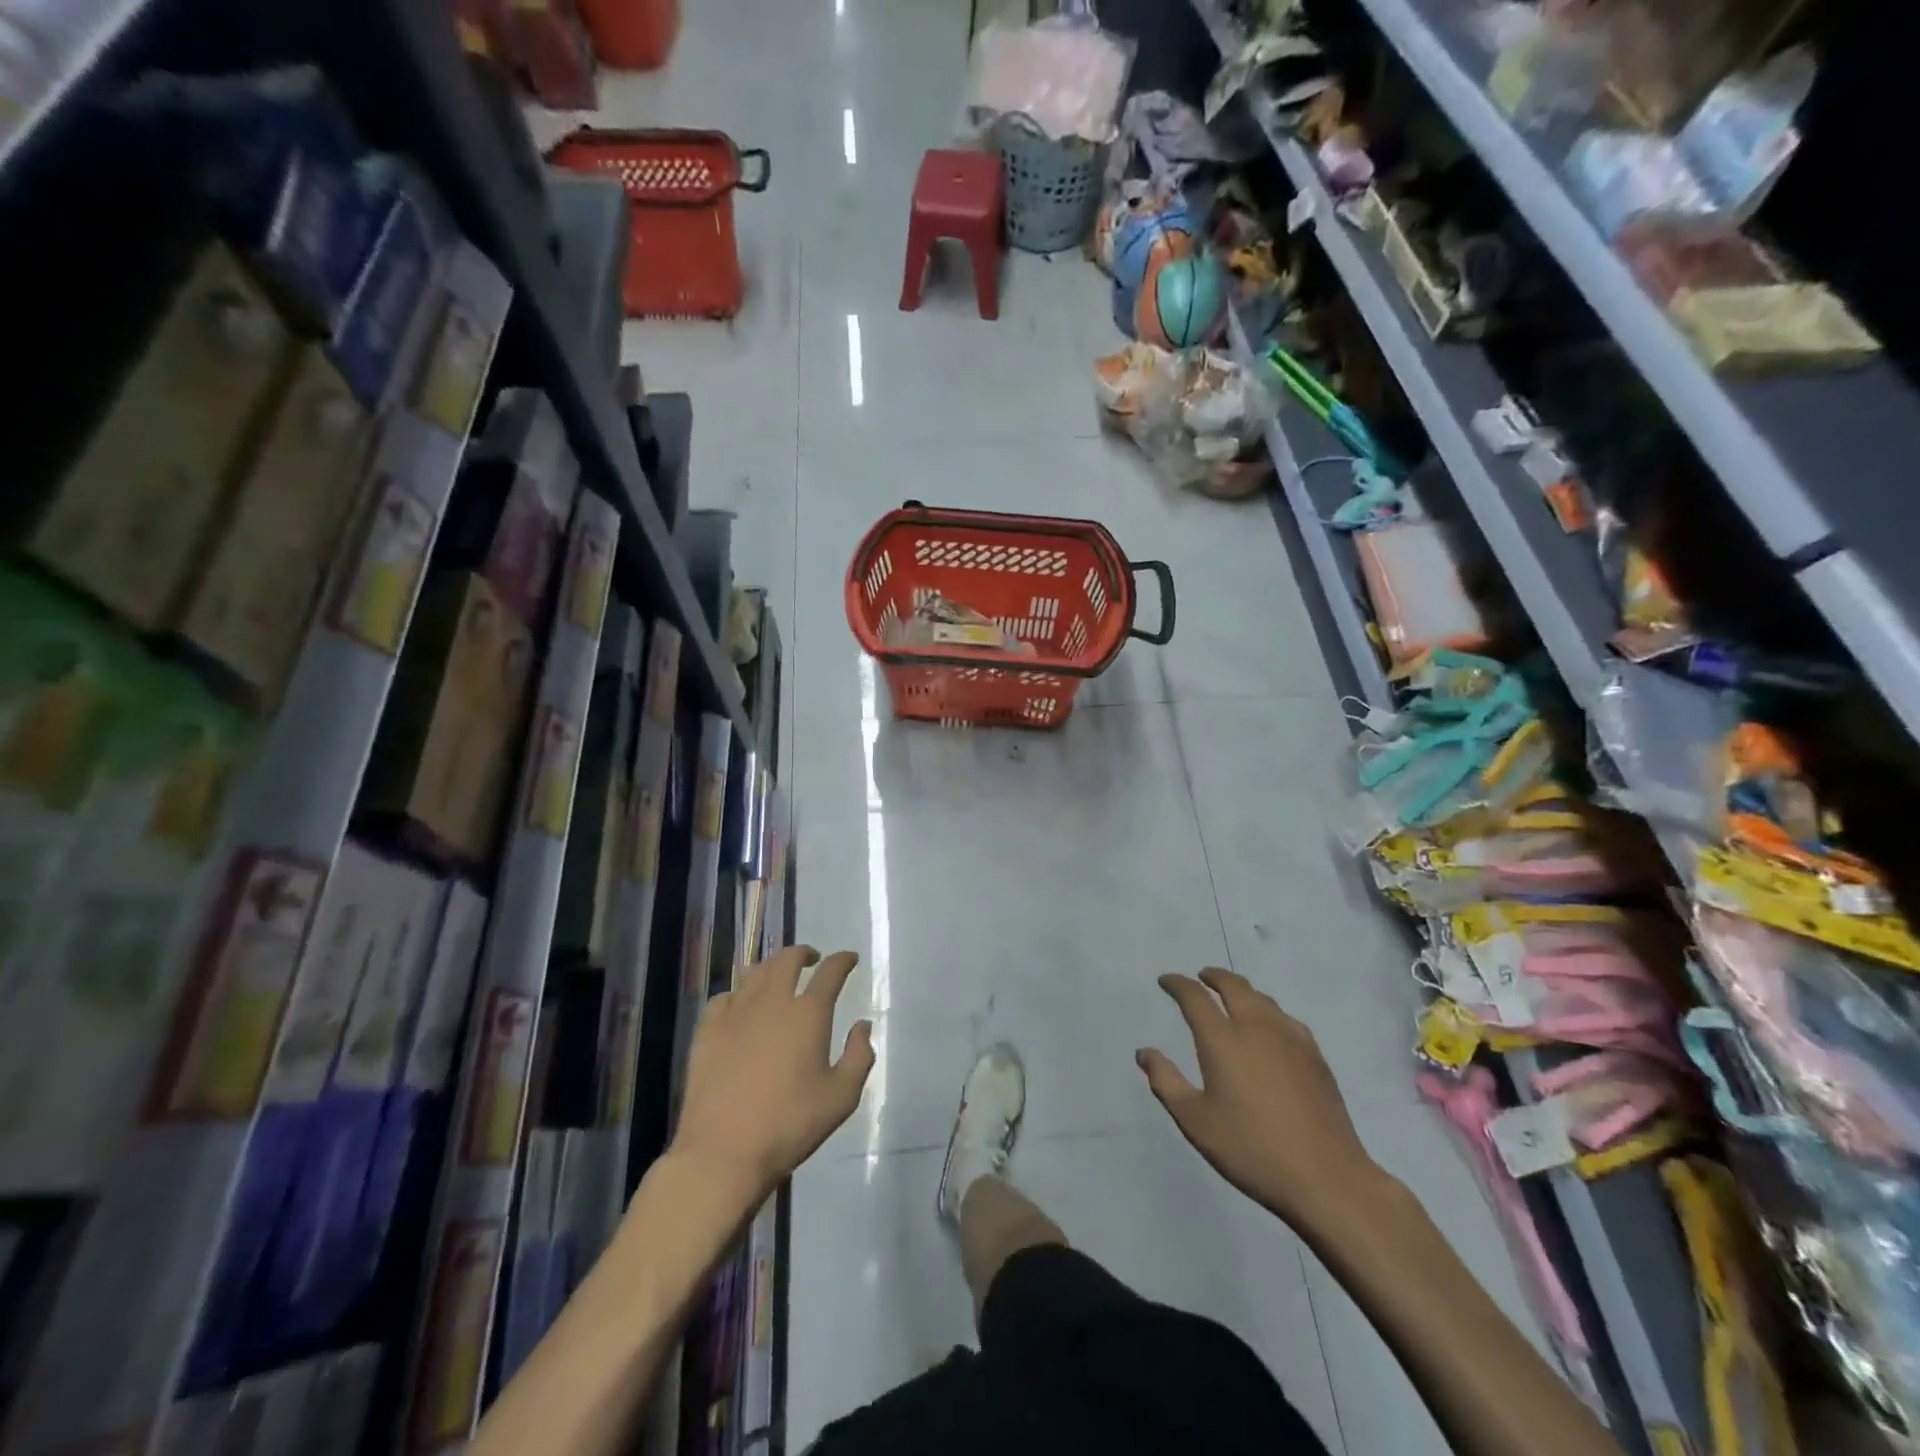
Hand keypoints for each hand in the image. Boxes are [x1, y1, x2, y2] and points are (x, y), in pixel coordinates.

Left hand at [673, 946, 875, 1204]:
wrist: (722, 1153)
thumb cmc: (789, 1126)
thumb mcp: (841, 1098)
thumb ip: (859, 1056)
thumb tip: (862, 1025)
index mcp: (808, 1014)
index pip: (830, 972)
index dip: (843, 960)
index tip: (850, 958)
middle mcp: (772, 1002)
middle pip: (787, 959)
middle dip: (804, 953)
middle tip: (812, 960)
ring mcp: (736, 1013)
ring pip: (755, 972)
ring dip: (772, 967)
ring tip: (779, 976)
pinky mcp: (707, 1030)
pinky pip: (725, 997)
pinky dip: (739, 993)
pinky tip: (741, 1006)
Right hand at [1137, 968, 1380, 1230]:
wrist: (1326, 1178)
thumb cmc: (1251, 1149)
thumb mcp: (1195, 1122)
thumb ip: (1166, 1081)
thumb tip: (1145, 1052)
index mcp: (1223, 1040)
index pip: (1194, 997)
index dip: (1177, 984)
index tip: (1166, 981)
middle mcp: (1256, 1027)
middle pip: (1233, 985)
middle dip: (1213, 976)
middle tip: (1201, 977)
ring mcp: (1290, 1038)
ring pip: (1262, 998)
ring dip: (1241, 991)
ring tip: (1232, 999)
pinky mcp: (1314, 1055)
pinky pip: (1285, 1018)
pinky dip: (1267, 1011)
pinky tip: (1269, 1028)